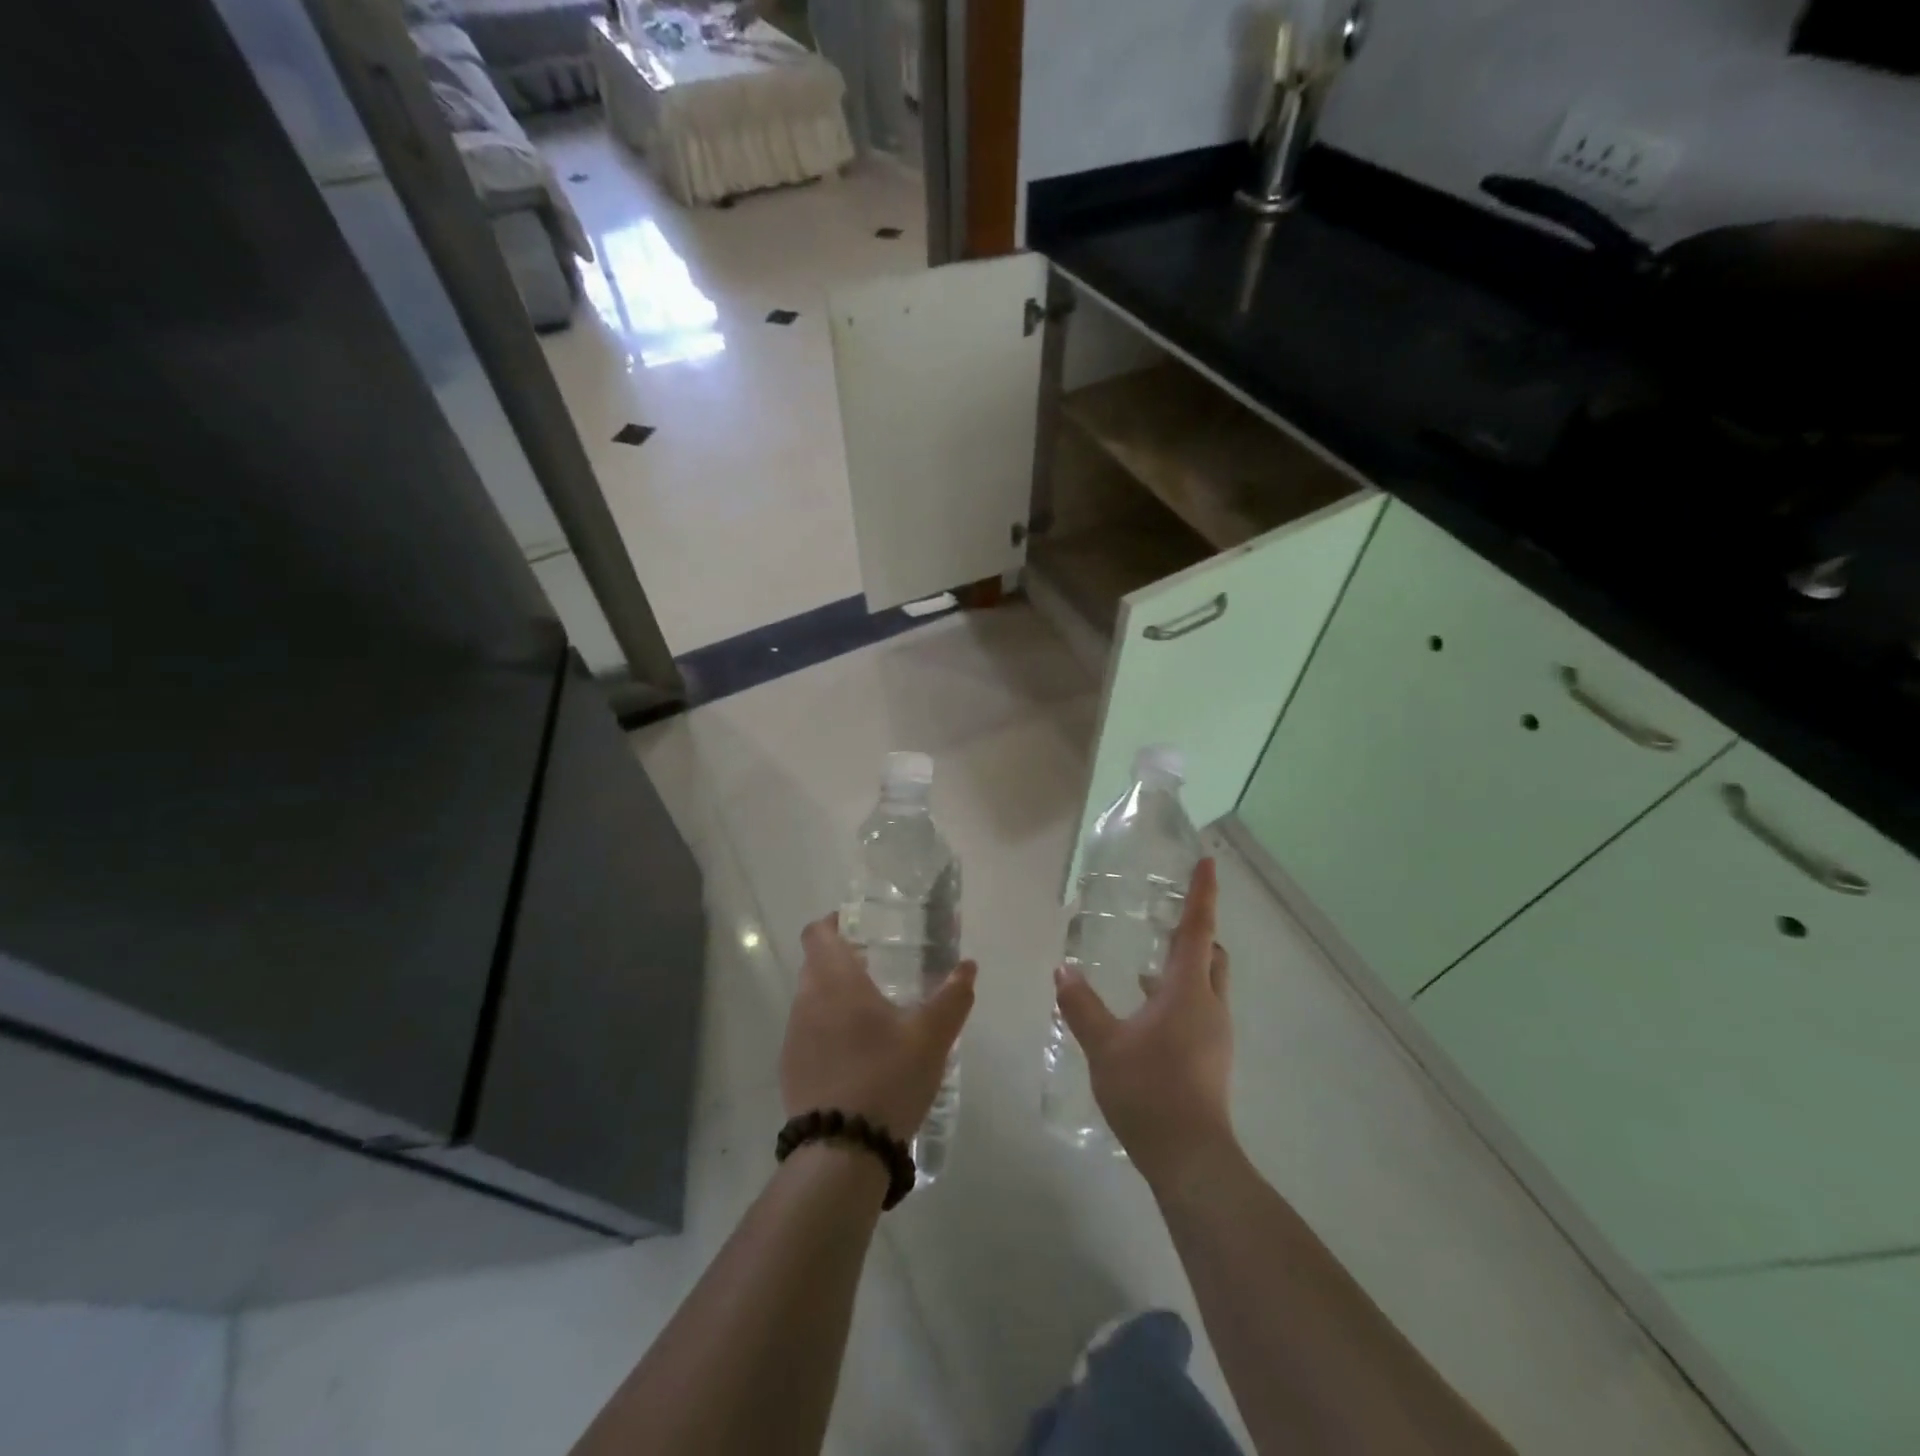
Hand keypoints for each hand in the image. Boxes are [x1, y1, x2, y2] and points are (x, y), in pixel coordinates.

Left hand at [782, 913, 977, 1139]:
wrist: (842, 1151)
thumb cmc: (887, 1077)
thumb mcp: (931, 1036)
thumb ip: (952, 996)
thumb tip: (968, 966)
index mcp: (835, 980)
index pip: (818, 932)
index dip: (835, 922)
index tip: (861, 927)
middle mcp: (806, 1000)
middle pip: (815, 963)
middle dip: (842, 959)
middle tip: (879, 967)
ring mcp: (794, 1037)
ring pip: (811, 999)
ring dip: (835, 996)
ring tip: (873, 1013)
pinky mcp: (790, 1069)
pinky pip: (808, 1032)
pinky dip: (828, 1030)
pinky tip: (858, 1054)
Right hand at [1054, 857, 1234, 1191]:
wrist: (1190, 1157)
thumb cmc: (1149, 1090)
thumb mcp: (1104, 1045)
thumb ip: (1082, 1005)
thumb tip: (1063, 971)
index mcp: (1187, 990)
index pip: (1197, 929)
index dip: (1202, 893)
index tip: (1207, 861)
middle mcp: (1209, 1005)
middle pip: (1211, 954)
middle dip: (1195, 932)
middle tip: (1166, 918)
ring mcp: (1215, 1033)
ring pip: (1206, 983)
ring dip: (1183, 967)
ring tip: (1146, 965)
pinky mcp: (1211, 1057)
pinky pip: (1199, 1009)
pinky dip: (1178, 996)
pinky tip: (1146, 1011)